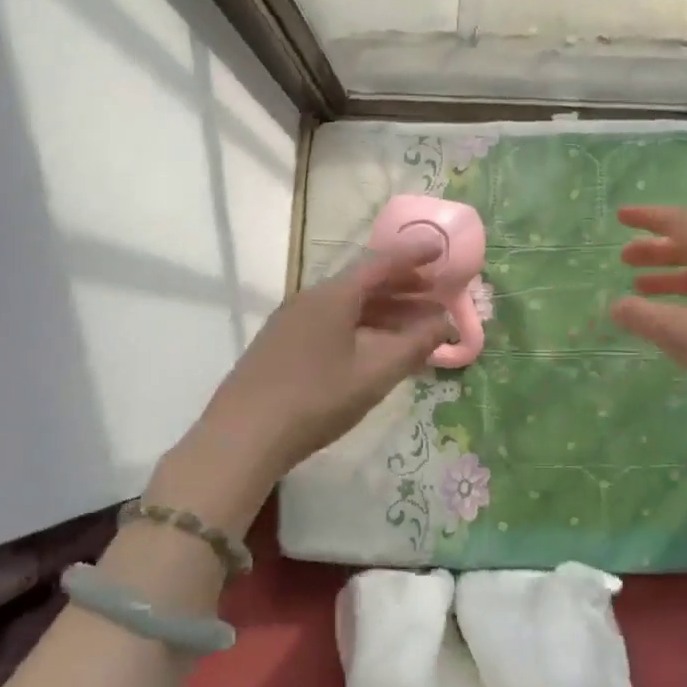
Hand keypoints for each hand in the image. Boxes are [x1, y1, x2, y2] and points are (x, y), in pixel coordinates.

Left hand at [150, 241, 452, 533]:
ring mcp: (293, 321)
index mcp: (333, 295)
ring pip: (348, 306)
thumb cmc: (316, 398)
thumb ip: (415, 344)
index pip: (381, 263)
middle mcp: (311, 299)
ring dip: (385, 310)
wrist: (242, 437)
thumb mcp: (374, 373)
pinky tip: (377, 348)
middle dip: (404, 285)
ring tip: (416, 323)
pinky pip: (333, 323)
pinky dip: (364, 327)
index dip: (413, 255)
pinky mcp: (283, 345)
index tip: (440, 249)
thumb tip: (445, 323)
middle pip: (364, 282)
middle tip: (437, 291)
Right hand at [609, 205, 686, 457]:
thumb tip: (616, 305)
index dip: (647, 218)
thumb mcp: (683, 334)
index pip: (680, 223)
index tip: (620, 217)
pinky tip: (681, 320)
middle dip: (655, 251)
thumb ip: (643, 316)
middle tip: (624, 261)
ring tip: (642, 291)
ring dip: (671, 277)